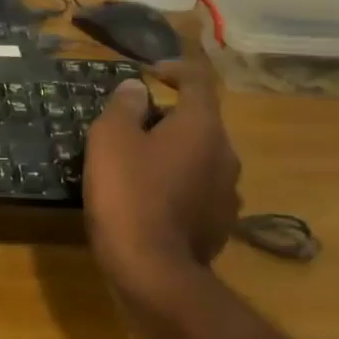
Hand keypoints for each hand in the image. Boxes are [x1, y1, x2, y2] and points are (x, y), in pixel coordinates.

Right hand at [83, 47, 241, 303]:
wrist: (152, 270)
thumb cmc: (128, 193)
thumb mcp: (110, 139)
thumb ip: (124, 106)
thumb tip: (137, 89)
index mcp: (201, 127)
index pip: (198, 82)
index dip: (176, 69)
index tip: (152, 71)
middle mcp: (225, 154)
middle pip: (199, 121)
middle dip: (168, 117)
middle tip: (130, 125)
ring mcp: (228, 192)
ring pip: (200, 157)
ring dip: (173, 152)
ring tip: (137, 163)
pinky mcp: (220, 224)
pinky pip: (198, 189)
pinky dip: (177, 183)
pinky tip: (149, 198)